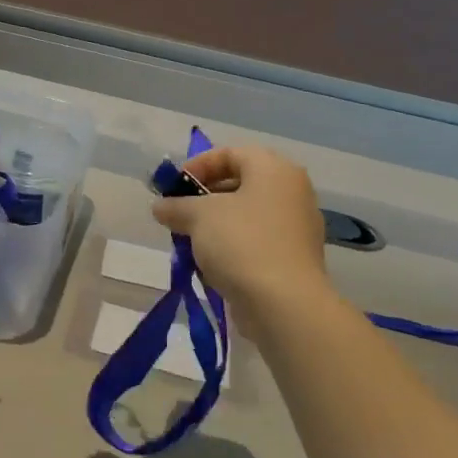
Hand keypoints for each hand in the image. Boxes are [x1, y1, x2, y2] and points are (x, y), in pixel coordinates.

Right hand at [152, 146, 329, 317]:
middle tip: (178, 214)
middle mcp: (292, 192)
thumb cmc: (242, 243)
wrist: (284, 304)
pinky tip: (210, 265)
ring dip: (215, 225)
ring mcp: (296, 227)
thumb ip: (176, 205)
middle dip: (203, 198)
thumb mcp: (198, 216)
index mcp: (275, 170)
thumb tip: (160, 207)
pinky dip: (232, 246)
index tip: (174, 187)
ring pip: (246, 215)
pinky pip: (256, 241)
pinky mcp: (293, 258)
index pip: (231, 153)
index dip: (198, 166)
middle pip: (240, 183)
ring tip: (189, 241)